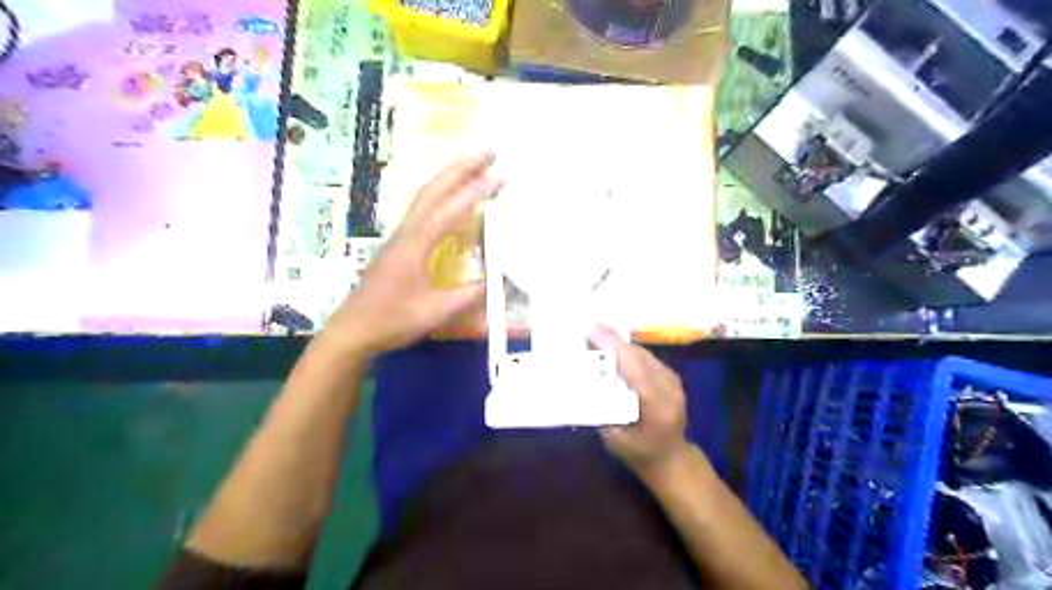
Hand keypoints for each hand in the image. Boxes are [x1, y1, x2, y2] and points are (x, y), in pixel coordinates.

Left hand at [323, 152, 502, 355]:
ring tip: (476, 166)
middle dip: (461, 167)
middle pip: (433, 189)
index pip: (449, 210)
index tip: (500, 177)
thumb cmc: (391, 321)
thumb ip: (467, 296)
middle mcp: (406, 233)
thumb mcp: (434, 313)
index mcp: (415, 246)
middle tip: (490, 152)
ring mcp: (400, 236)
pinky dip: (442, 193)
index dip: (476, 192)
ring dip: (450, 176)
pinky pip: (422, 208)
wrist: (353, 330)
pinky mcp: (398, 244)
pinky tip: (453, 198)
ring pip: (425, 195)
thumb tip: (496, 280)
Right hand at [589, 327, 696, 474]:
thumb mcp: (613, 438)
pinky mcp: (671, 376)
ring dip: (618, 344)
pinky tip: (611, 352)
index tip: (589, 329)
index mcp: (656, 404)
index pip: (634, 366)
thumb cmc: (639, 453)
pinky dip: (626, 352)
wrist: (671, 459)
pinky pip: (645, 357)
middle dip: (610, 340)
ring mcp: (673, 380)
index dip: (612, 345)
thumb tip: (582, 381)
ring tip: (594, 337)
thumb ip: (601, 409)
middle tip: (584, 330)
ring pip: (641, 352)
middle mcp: (669, 387)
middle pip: (637, 354)